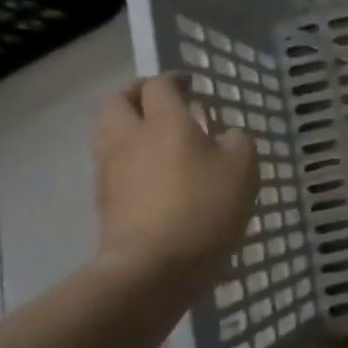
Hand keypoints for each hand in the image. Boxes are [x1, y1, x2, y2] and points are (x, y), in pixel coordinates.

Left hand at [92, 73, 259, 289]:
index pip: (159, 85)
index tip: (190, 86)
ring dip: (126, 126)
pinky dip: (127, 158)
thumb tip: (223, 135)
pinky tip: (150, 174)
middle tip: (160, 102)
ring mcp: (110, 170)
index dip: (174, 80)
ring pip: (109, 132)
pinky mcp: (104, 201)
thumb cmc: (204, 208)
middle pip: (118, 102)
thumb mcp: (243, 168)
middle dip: (137, 95)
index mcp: (164, 121)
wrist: (153, 267)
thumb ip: (236, 141)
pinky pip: (111, 165)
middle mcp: (130, 137)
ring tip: (154, 138)